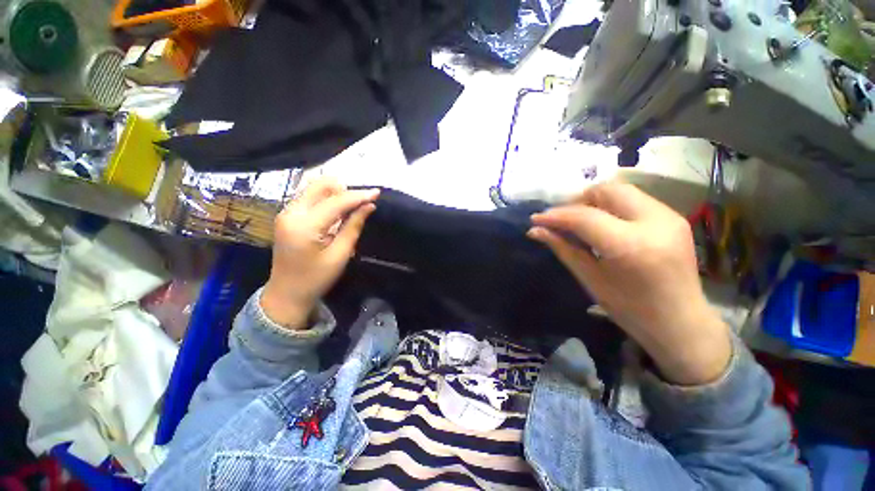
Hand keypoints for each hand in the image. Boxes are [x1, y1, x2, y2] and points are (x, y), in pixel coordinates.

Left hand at [261, 178, 378, 328]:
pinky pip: (309, 197)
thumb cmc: (316, 278)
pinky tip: (337, 212)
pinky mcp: (287, 216)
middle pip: (320, 185)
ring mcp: (286, 212)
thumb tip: (369, 206)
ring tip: (351, 208)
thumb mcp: (340, 254)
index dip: (359, 196)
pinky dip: (327, 199)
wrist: (286, 293)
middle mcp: (291, 213)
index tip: (377, 193)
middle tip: (360, 203)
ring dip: (335, 193)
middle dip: (344, 190)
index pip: (336, 201)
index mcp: (305, 226)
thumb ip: (354, 226)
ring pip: (314, 188)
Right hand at [528, 182, 730, 384]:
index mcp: (630, 246)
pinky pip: (634, 199)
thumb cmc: (631, 310)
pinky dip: (610, 206)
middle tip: (560, 219)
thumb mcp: (590, 279)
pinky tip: (601, 224)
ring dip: (593, 201)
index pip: (584, 217)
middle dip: (576, 201)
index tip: (536, 219)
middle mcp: (654, 222)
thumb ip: (563, 248)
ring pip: (621, 190)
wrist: (681, 323)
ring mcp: (669, 217)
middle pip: (606, 190)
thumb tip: (535, 231)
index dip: (555, 215)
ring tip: (578, 221)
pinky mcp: (673, 217)